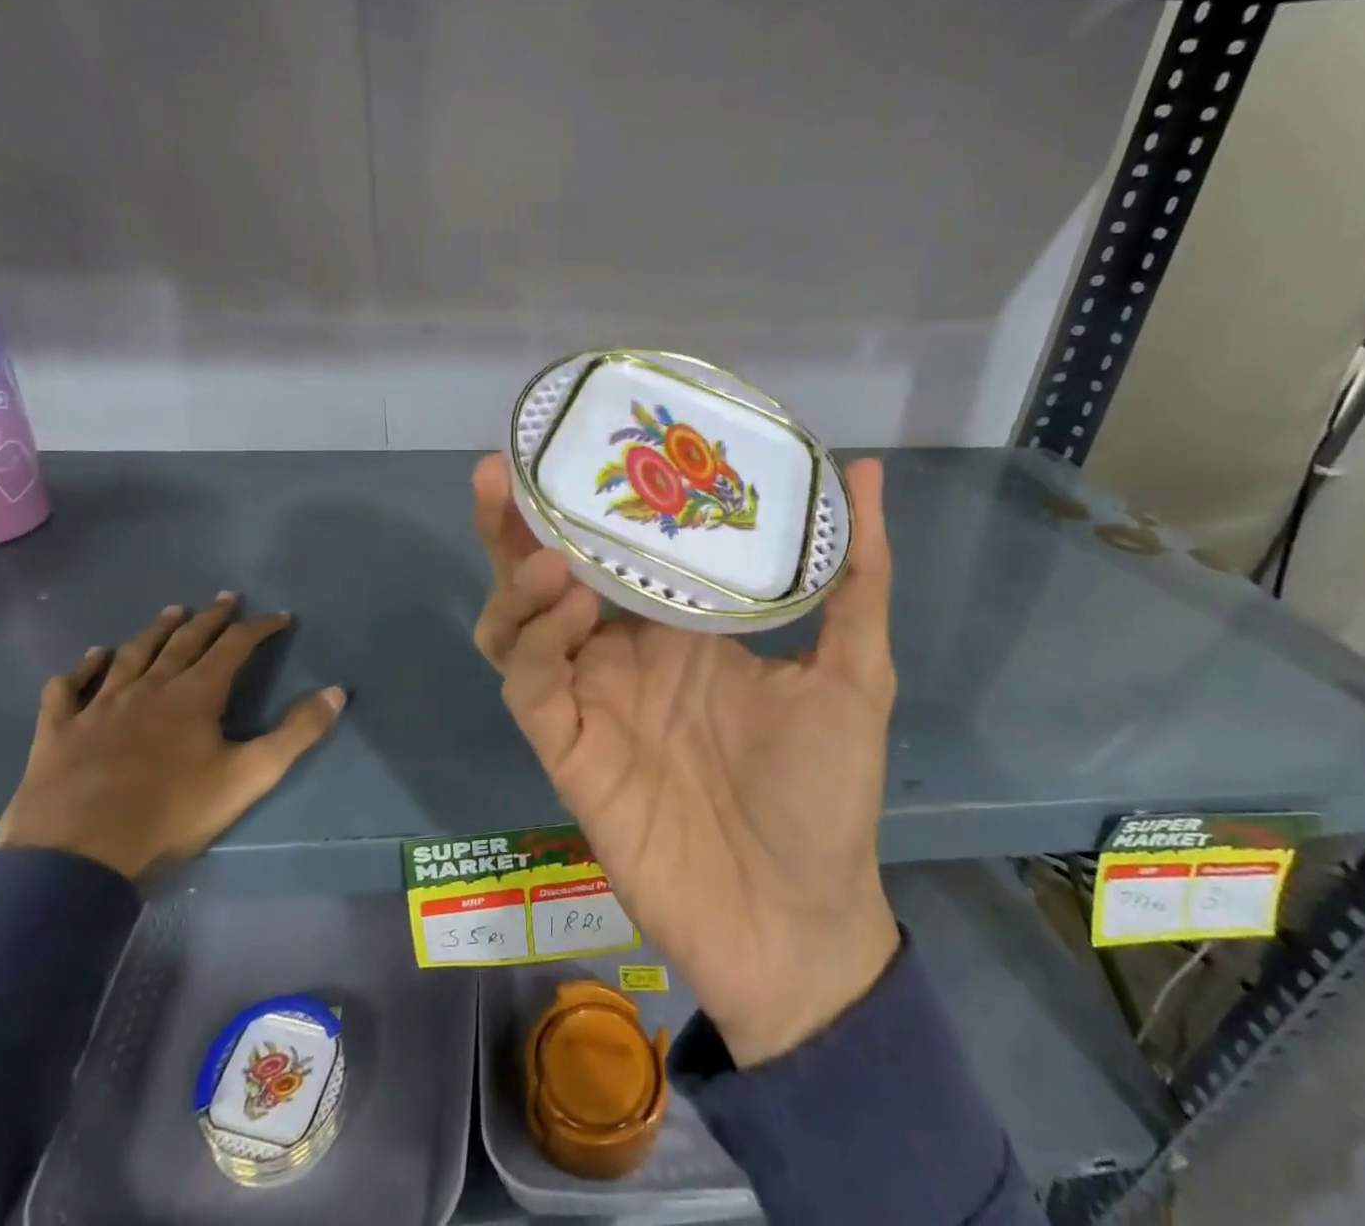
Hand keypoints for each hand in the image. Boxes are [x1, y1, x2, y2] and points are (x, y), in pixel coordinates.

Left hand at [0, 594, 344, 880]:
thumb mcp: (249, 776)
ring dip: (155, 631)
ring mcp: (99, 706)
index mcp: (194, 694)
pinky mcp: (58, 732)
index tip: (280, 617)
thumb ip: (297, 733)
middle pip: (185, 641)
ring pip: (132, 655)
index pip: (234, 646)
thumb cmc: (171, 813)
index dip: (260, 628)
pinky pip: (67, 690)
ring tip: (172, 612)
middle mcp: (148, 687)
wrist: (77, 856)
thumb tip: (337, 691)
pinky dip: (81, 669)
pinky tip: (90, 658)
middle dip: (211, 618)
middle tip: (226, 597)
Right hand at [472, 454, 900, 1066]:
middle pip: (542, 574)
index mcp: (675, 625)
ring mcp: (588, 696)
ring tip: (547, 552)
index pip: (614, 548)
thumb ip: (856, 572)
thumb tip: (863, 469)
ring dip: (517, 581)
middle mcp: (620, 650)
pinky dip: (536, 641)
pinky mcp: (565, 747)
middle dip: (513, 525)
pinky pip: (527, 683)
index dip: (585, 501)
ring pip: (515, 624)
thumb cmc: (824, 792)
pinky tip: (572, 610)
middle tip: (501, 473)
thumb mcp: (851, 669)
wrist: (795, 918)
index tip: (575, 445)